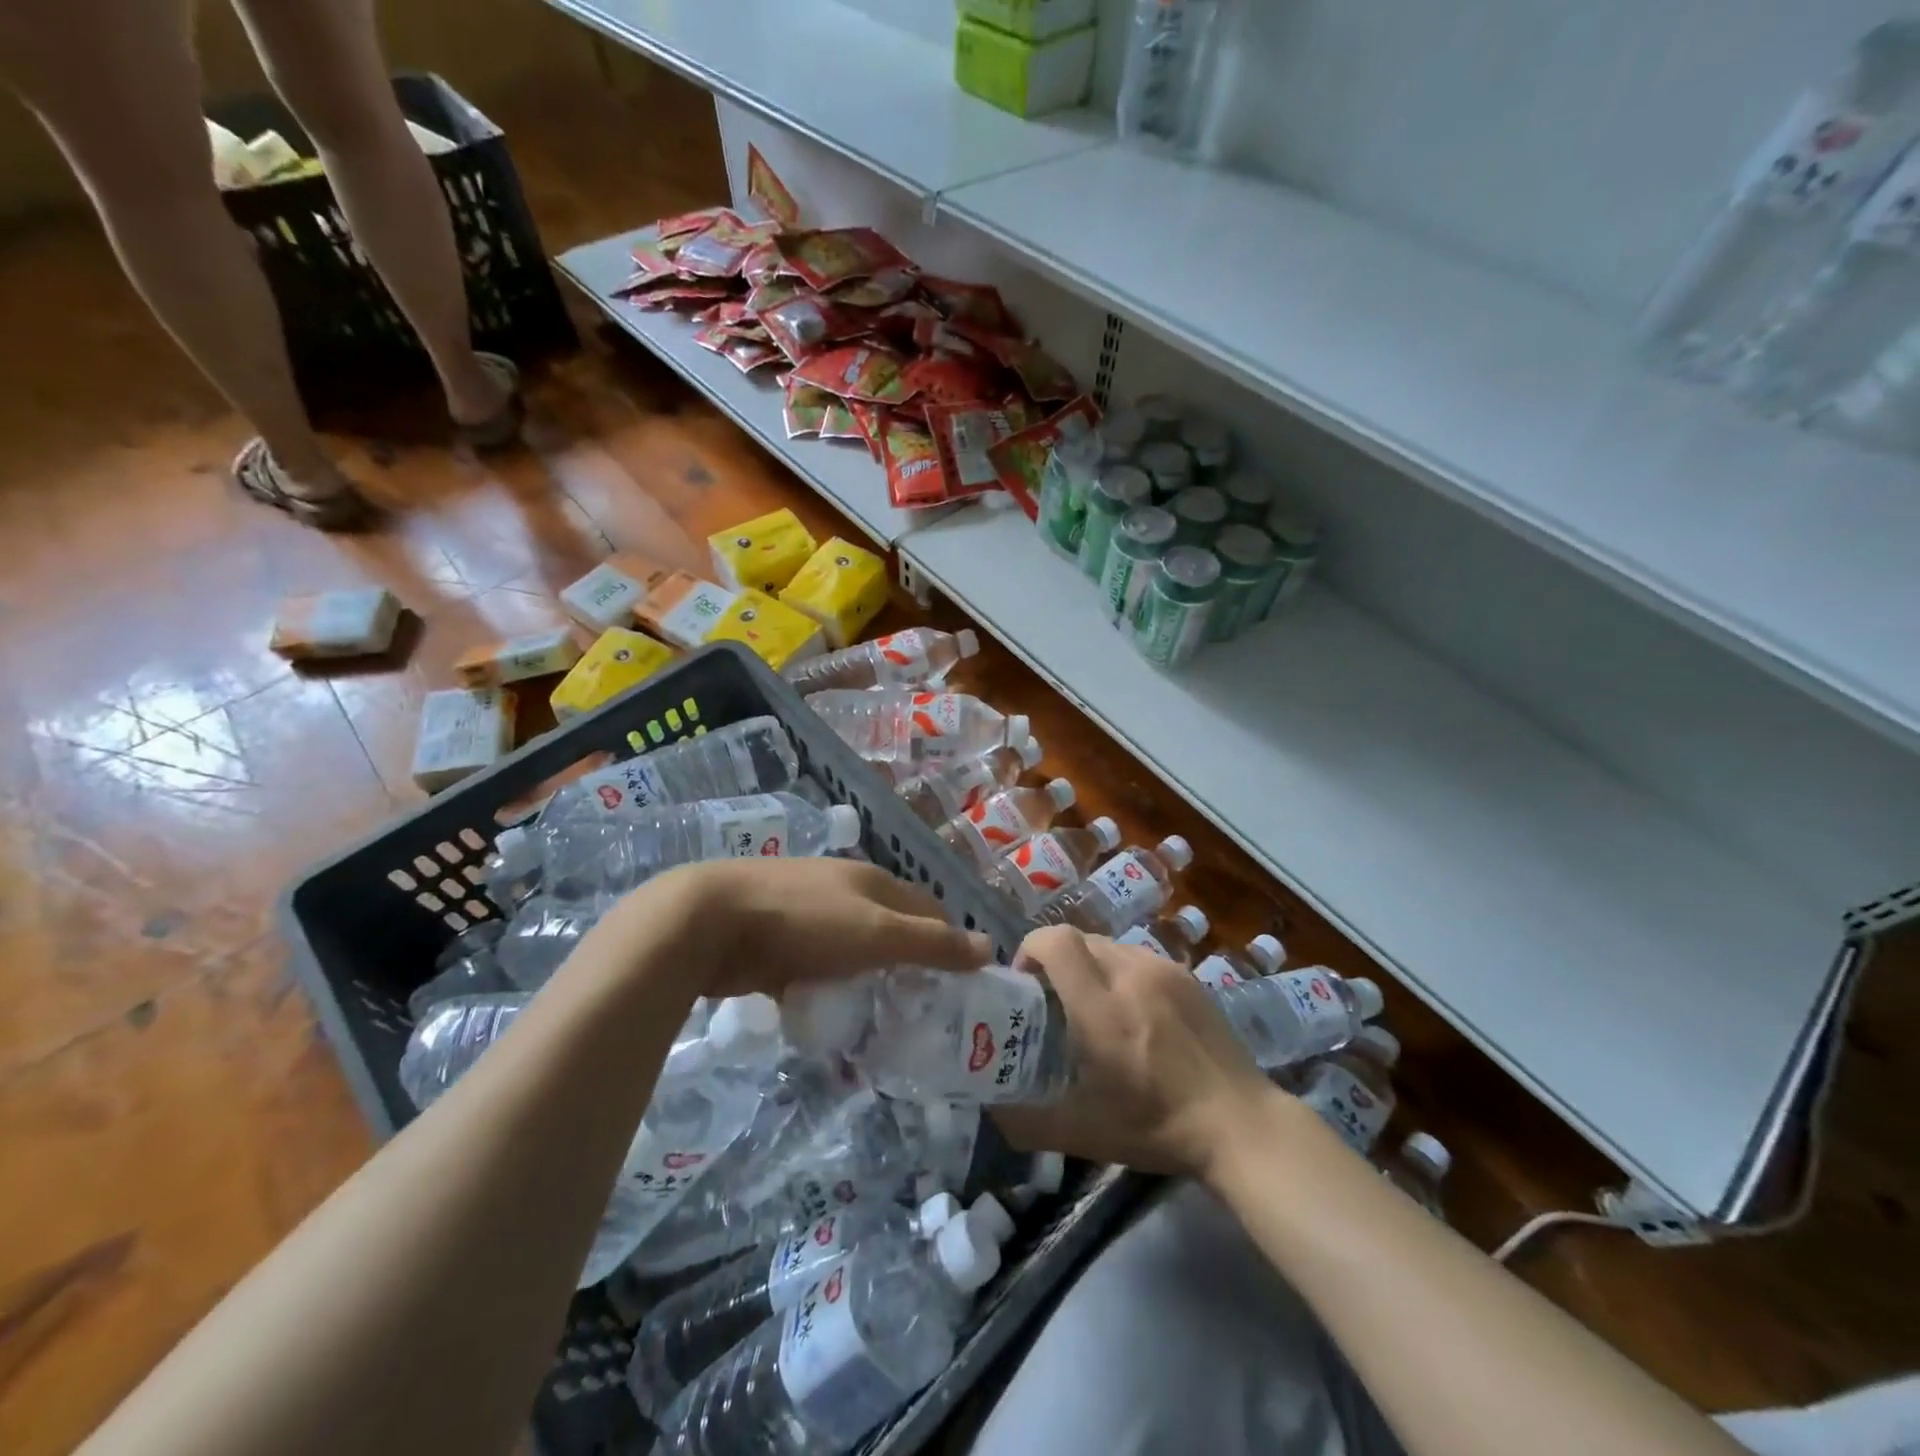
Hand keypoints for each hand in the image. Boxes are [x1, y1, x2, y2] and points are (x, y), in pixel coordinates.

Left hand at [603, 857, 991, 999]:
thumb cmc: (805, 922)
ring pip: (850, 952)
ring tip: (878, 1025)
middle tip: (920, 1012)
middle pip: (889, 929)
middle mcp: (843, 891)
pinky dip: (825, 992)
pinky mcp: (774, 942)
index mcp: (872, 882)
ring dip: (865, 983)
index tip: (958, 984)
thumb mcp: (878, 933)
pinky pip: (813, 971)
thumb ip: (932, 943)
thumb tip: (989, 947)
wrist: (710, 922)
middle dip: (906, 966)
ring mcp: (806, 914)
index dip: (947, 940)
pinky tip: (826, 1021)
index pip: (927, 907)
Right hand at [990, 927, 1278, 1177]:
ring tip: (1094, 1007)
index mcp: (1101, 1008)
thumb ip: (1026, 1121)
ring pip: (1107, 945)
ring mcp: (1163, 970)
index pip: (1055, 941)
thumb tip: (990, 1107)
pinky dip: (1120, 972)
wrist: (1240, 1123)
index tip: (1025, 983)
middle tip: (1054, 1002)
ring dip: (1088, 965)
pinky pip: (1137, 957)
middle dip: (1055, 961)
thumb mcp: (1083, 1134)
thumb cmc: (1157, 1127)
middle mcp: (1130, 974)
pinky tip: (1133, 1012)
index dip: (1030, 950)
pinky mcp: (1187, 975)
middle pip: (1077, 938)